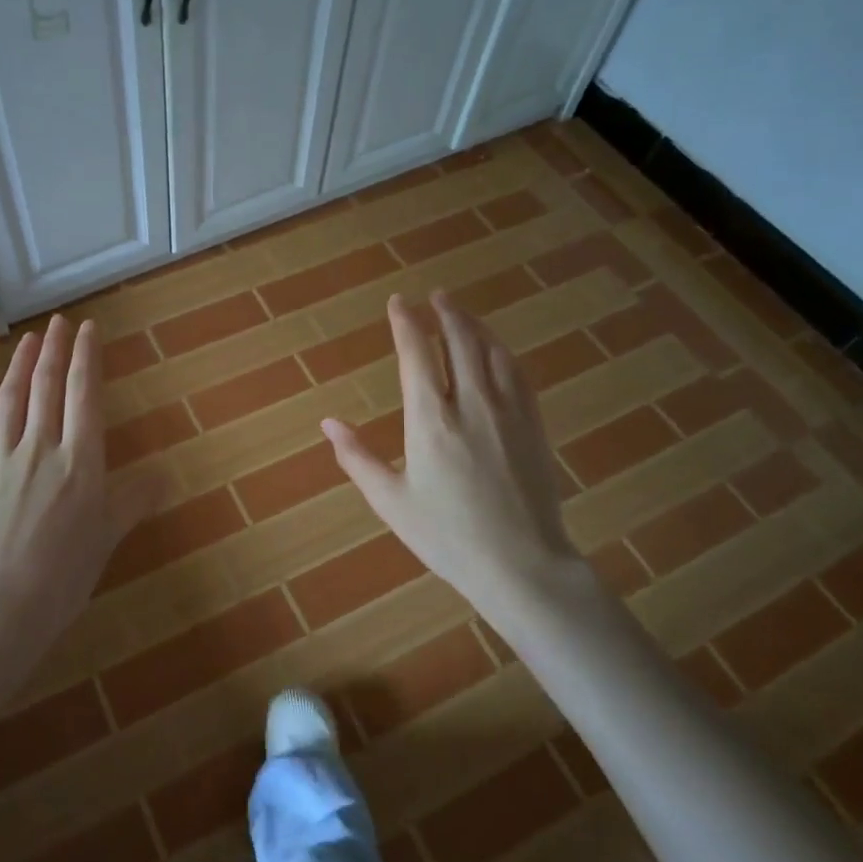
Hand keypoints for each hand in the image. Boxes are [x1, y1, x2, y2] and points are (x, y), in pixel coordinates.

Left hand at [0, 316, 160, 741]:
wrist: (2, 607)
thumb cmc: (65, 575)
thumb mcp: (108, 537)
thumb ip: (134, 500)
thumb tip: (166, 476)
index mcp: (80, 461)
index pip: (84, 394)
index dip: (86, 357)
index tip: (88, 329)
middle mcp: (40, 448)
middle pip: (47, 386)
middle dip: (55, 349)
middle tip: (59, 322)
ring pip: (10, 398)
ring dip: (21, 364)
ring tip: (30, 338)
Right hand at [321, 292, 586, 631]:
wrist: (521, 565)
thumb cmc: (447, 536)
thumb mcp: (390, 501)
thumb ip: (356, 458)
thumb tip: (328, 424)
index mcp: (430, 420)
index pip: (416, 354)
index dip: (405, 322)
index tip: (398, 302)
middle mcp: (470, 404)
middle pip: (460, 341)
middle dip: (446, 313)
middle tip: (436, 296)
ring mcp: (508, 412)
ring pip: (492, 352)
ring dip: (475, 326)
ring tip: (463, 314)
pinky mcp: (534, 426)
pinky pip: (518, 375)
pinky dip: (503, 353)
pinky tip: (498, 351)